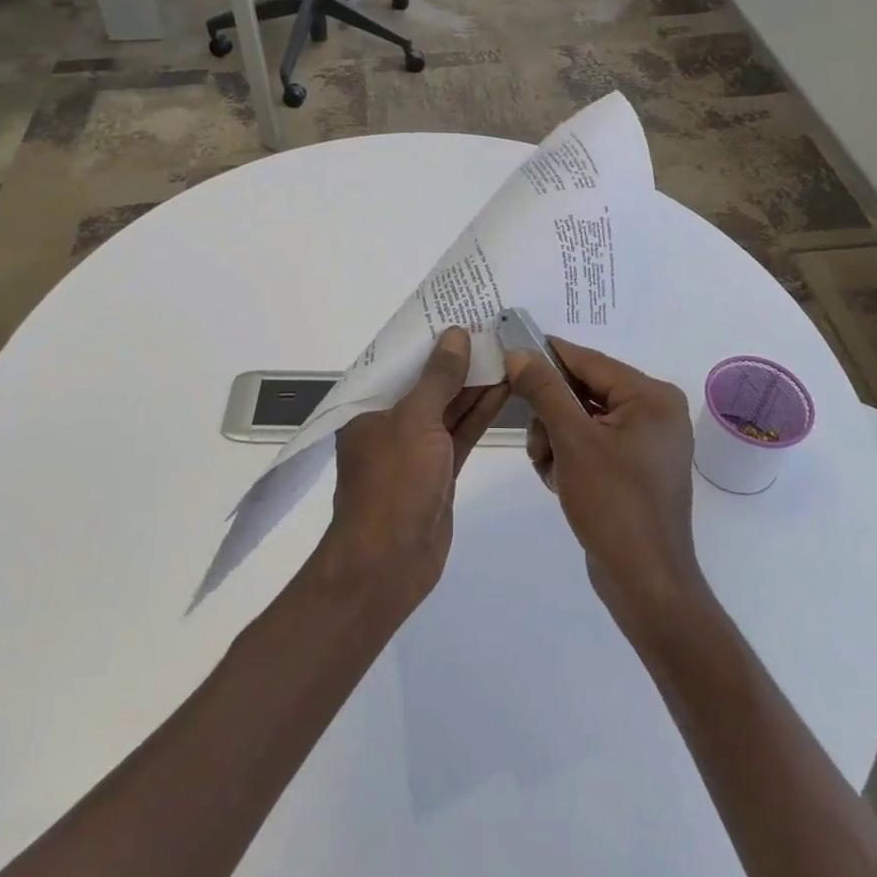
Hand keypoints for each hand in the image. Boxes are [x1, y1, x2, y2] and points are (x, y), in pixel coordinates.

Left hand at [322, 327, 509, 611]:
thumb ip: (437, 378)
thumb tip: (454, 334)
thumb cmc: (392, 484)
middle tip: (494, 328)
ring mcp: (416, 449)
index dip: (428, 337)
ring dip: (475, 384)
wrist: (388, 565)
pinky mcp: (439, 472)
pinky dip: (480, 413)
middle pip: (428, 382)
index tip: (458, 311)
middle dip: (458, 359)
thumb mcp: (414, 422)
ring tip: (508, 352)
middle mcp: (390, 422)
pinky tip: (505, 389)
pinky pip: (460, 433)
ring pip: (449, 407)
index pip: (400, 361)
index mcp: (369, 405)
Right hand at [505, 338, 705, 635]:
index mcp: (651, 396)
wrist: (645, 583)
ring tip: (549, 469)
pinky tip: (560, 481)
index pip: (588, 361)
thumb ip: (545, 390)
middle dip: (552, 414)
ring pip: (582, 418)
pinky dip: (570, 456)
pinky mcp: (636, 467)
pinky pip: (592, 443)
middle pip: (584, 390)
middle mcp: (655, 411)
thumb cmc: (614, 504)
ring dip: (556, 438)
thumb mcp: (573, 440)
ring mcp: (647, 441)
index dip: (546, 357)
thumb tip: (520, 352)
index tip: (508, 353)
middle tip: (536, 441)